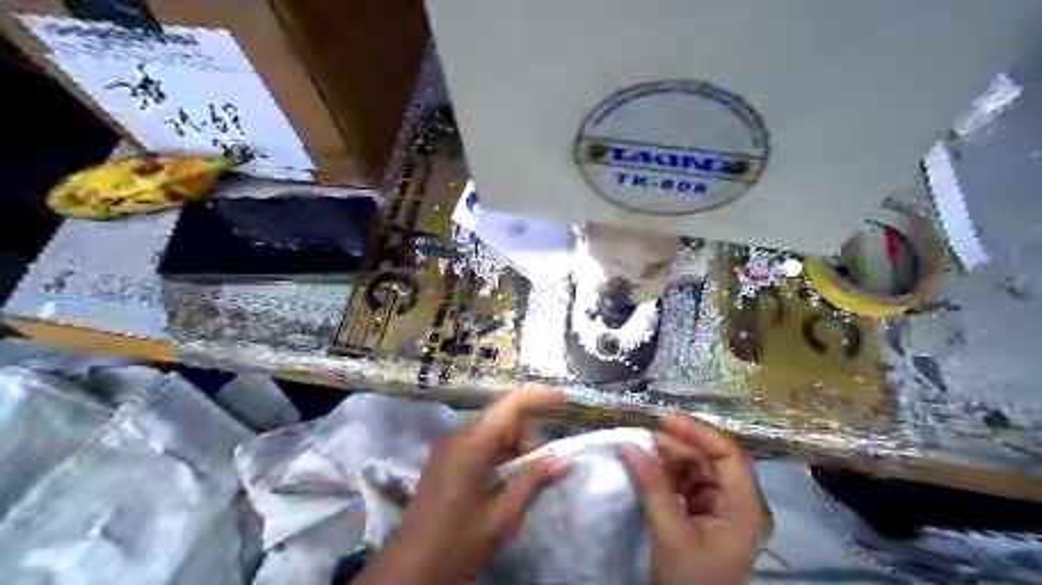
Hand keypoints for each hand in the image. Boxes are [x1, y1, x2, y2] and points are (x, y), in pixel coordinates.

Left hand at [359, 389, 569, 584]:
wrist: (409, 571)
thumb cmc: (457, 544)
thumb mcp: (500, 517)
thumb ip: (530, 482)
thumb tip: (559, 460)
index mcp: (471, 446)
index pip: (510, 406)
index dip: (539, 397)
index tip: (564, 397)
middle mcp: (457, 437)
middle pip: (502, 418)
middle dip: (527, 434)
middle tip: (541, 466)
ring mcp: (447, 447)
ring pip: (491, 430)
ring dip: (513, 445)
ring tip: (524, 477)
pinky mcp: (444, 460)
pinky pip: (478, 443)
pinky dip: (498, 453)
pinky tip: (505, 477)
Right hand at [617, 414, 772, 584]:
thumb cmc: (690, 582)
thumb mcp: (671, 534)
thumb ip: (653, 487)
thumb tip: (628, 445)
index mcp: (745, 506)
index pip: (727, 454)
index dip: (697, 431)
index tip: (664, 418)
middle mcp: (737, 501)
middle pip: (709, 459)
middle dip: (676, 445)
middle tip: (641, 437)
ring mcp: (720, 507)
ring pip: (695, 468)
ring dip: (667, 458)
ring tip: (639, 451)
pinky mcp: (702, 513)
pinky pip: (685, 483)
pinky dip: (664, 473)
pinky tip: (646, 469)